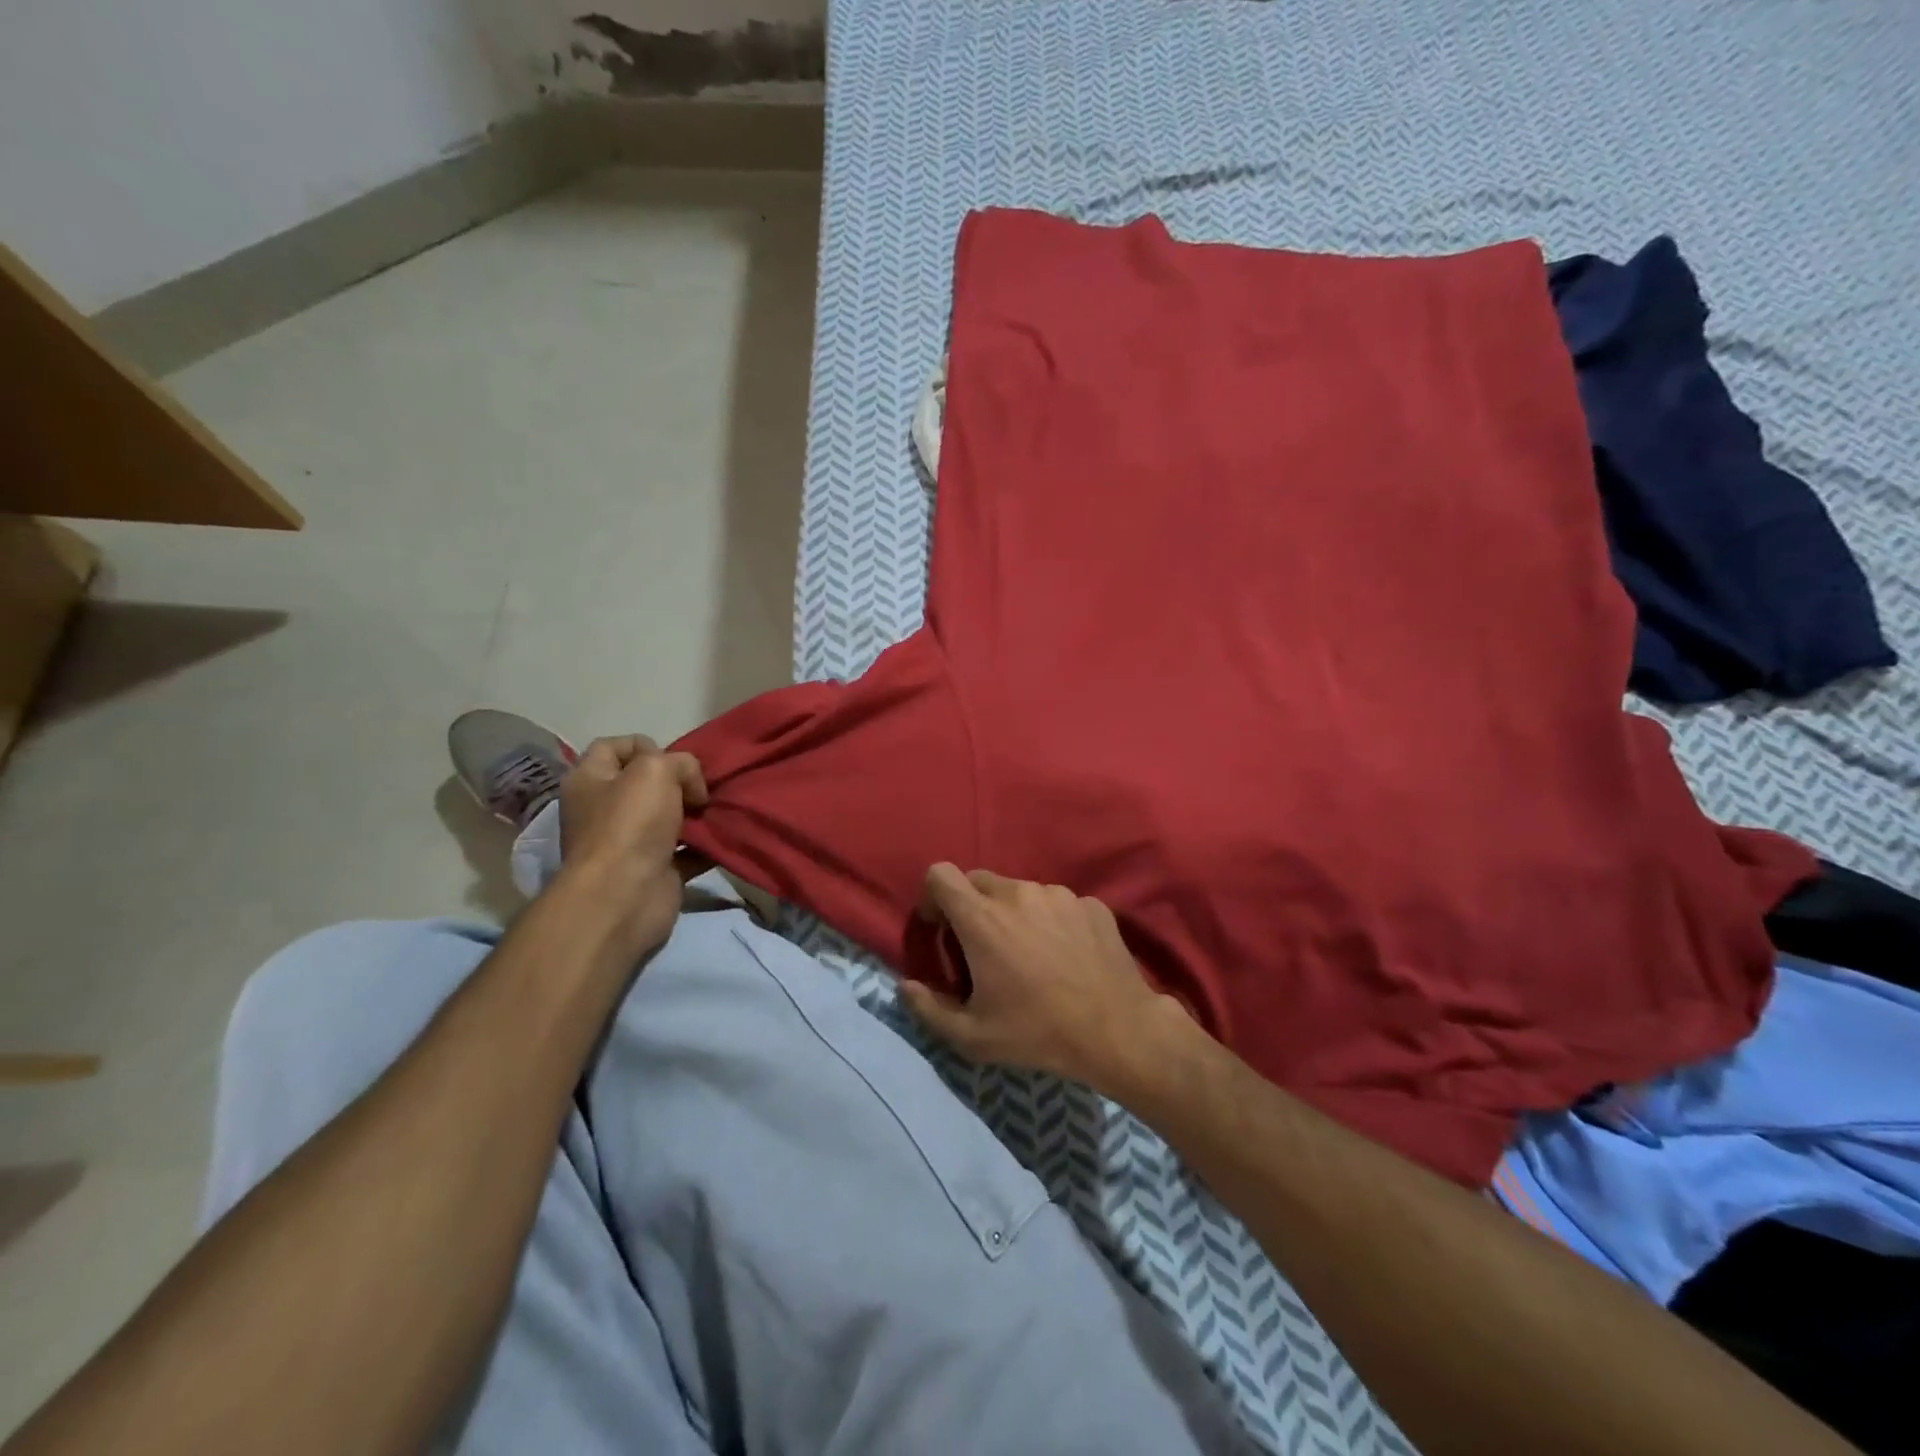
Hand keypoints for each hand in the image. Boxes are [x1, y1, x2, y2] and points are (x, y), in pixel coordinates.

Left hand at [557, 736, 708, 958]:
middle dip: (678, 781)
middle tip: (700, 787)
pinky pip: (686, 851)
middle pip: (645, 783)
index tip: (673, 759)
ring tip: (717, 809)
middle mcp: (604, 809)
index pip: (612, 747)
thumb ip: (680, 762)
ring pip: (669, 816)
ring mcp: (629, 842)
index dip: (645, 745)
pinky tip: (723, 837)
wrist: (625, 896)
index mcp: (590, 780)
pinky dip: (705, 845)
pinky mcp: (654, 870)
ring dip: (695, 812)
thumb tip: (692, 787)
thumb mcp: (656, 769)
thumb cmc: (631, 824)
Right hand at [901, 864, 1187, 1093]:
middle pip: (979, 881)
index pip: (940, 874)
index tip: (942, 930)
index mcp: (982, 918)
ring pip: (1020, 892)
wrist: (1117, 1030)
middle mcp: (1018, 893)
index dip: (933, 898)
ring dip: (1013, 914)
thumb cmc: (1038, 1033)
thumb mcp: (972, 1036)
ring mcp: (1058, 894)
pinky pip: (1056, 903)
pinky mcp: (1090, 903)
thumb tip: (905, 986)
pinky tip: (1065, 957)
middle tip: (982, 949)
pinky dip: (1050, 921)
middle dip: (971, 908)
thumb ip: (928, 1008)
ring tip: (1029, 956)